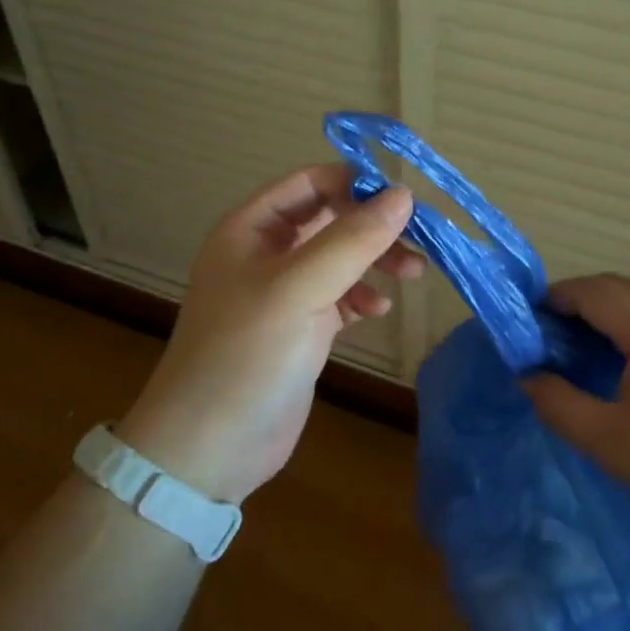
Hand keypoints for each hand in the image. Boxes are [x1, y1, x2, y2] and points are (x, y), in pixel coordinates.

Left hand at [116, 165, 420, 503]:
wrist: (210, 446)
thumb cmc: (247, 355)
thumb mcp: (300, 289)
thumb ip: (352, 240)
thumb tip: (404, 195)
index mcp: (251, 229)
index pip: (311, 183)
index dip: (356, 184)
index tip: (405, 201)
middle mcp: (266, 254)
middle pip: (330, 219)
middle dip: (374, 226)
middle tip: (419, 242)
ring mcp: (283, 293)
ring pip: (339, 258)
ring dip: (376, 261)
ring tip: (412, 274)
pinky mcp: (300, 329)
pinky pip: (339, 297)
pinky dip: (362, 297)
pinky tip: (378, 310)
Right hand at [520, 274, 629, 535]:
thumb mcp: (609, 442)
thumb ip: (558, 405)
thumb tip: (528, 376)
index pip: (591, 291)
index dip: (553, 299)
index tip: (526, 325)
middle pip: (617, 286)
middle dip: (577, 301)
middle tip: (548, 336)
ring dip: (605, 311)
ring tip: (580, 350)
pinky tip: (624, 364)